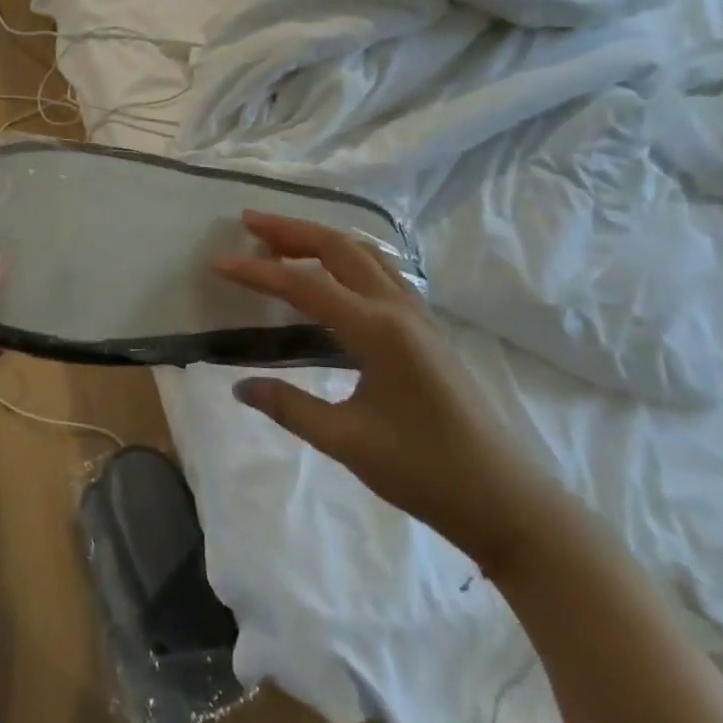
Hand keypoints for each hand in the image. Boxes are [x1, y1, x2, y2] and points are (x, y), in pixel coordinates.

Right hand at [216, 211, 557, 575]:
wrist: (504, 500)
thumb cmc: (424, 471)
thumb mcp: (347, 442)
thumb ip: (290, 407)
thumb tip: (239, 386)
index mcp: (378, 330)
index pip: (306, 286)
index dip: (258, 273)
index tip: (218, 263)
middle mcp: (399, 309)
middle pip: (339, 249)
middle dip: (292, 230)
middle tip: (248, 222)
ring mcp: (417, 315)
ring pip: (364, 254)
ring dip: (321, 238)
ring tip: (281, 238)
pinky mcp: (425, 328)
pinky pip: (381, 271)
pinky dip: (346, 256)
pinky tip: (332, 271)